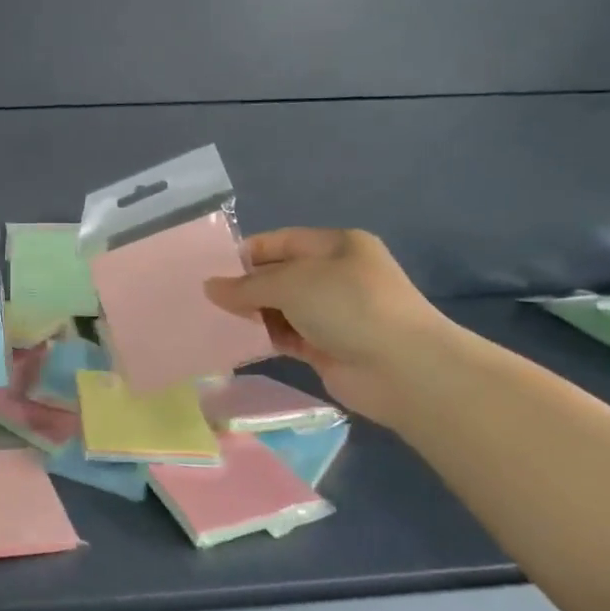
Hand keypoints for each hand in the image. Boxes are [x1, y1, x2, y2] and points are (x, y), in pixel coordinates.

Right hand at [205, 228, 455, 425]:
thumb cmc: (349, 306)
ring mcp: (333, 313)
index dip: (247, 253)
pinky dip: (265, 337)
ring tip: (214, 320)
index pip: (281, 242)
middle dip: (246, 286)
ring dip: (253, 314)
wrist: (403, 368)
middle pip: (280, 275)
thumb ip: (247, 286)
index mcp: (336, 245)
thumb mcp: (292, 283)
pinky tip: (237, 342)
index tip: (211, 270)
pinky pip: (287, 336)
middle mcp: (336, 275)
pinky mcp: (327, 347)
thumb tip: (209, 287)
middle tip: (206, 299)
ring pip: (281, 308)